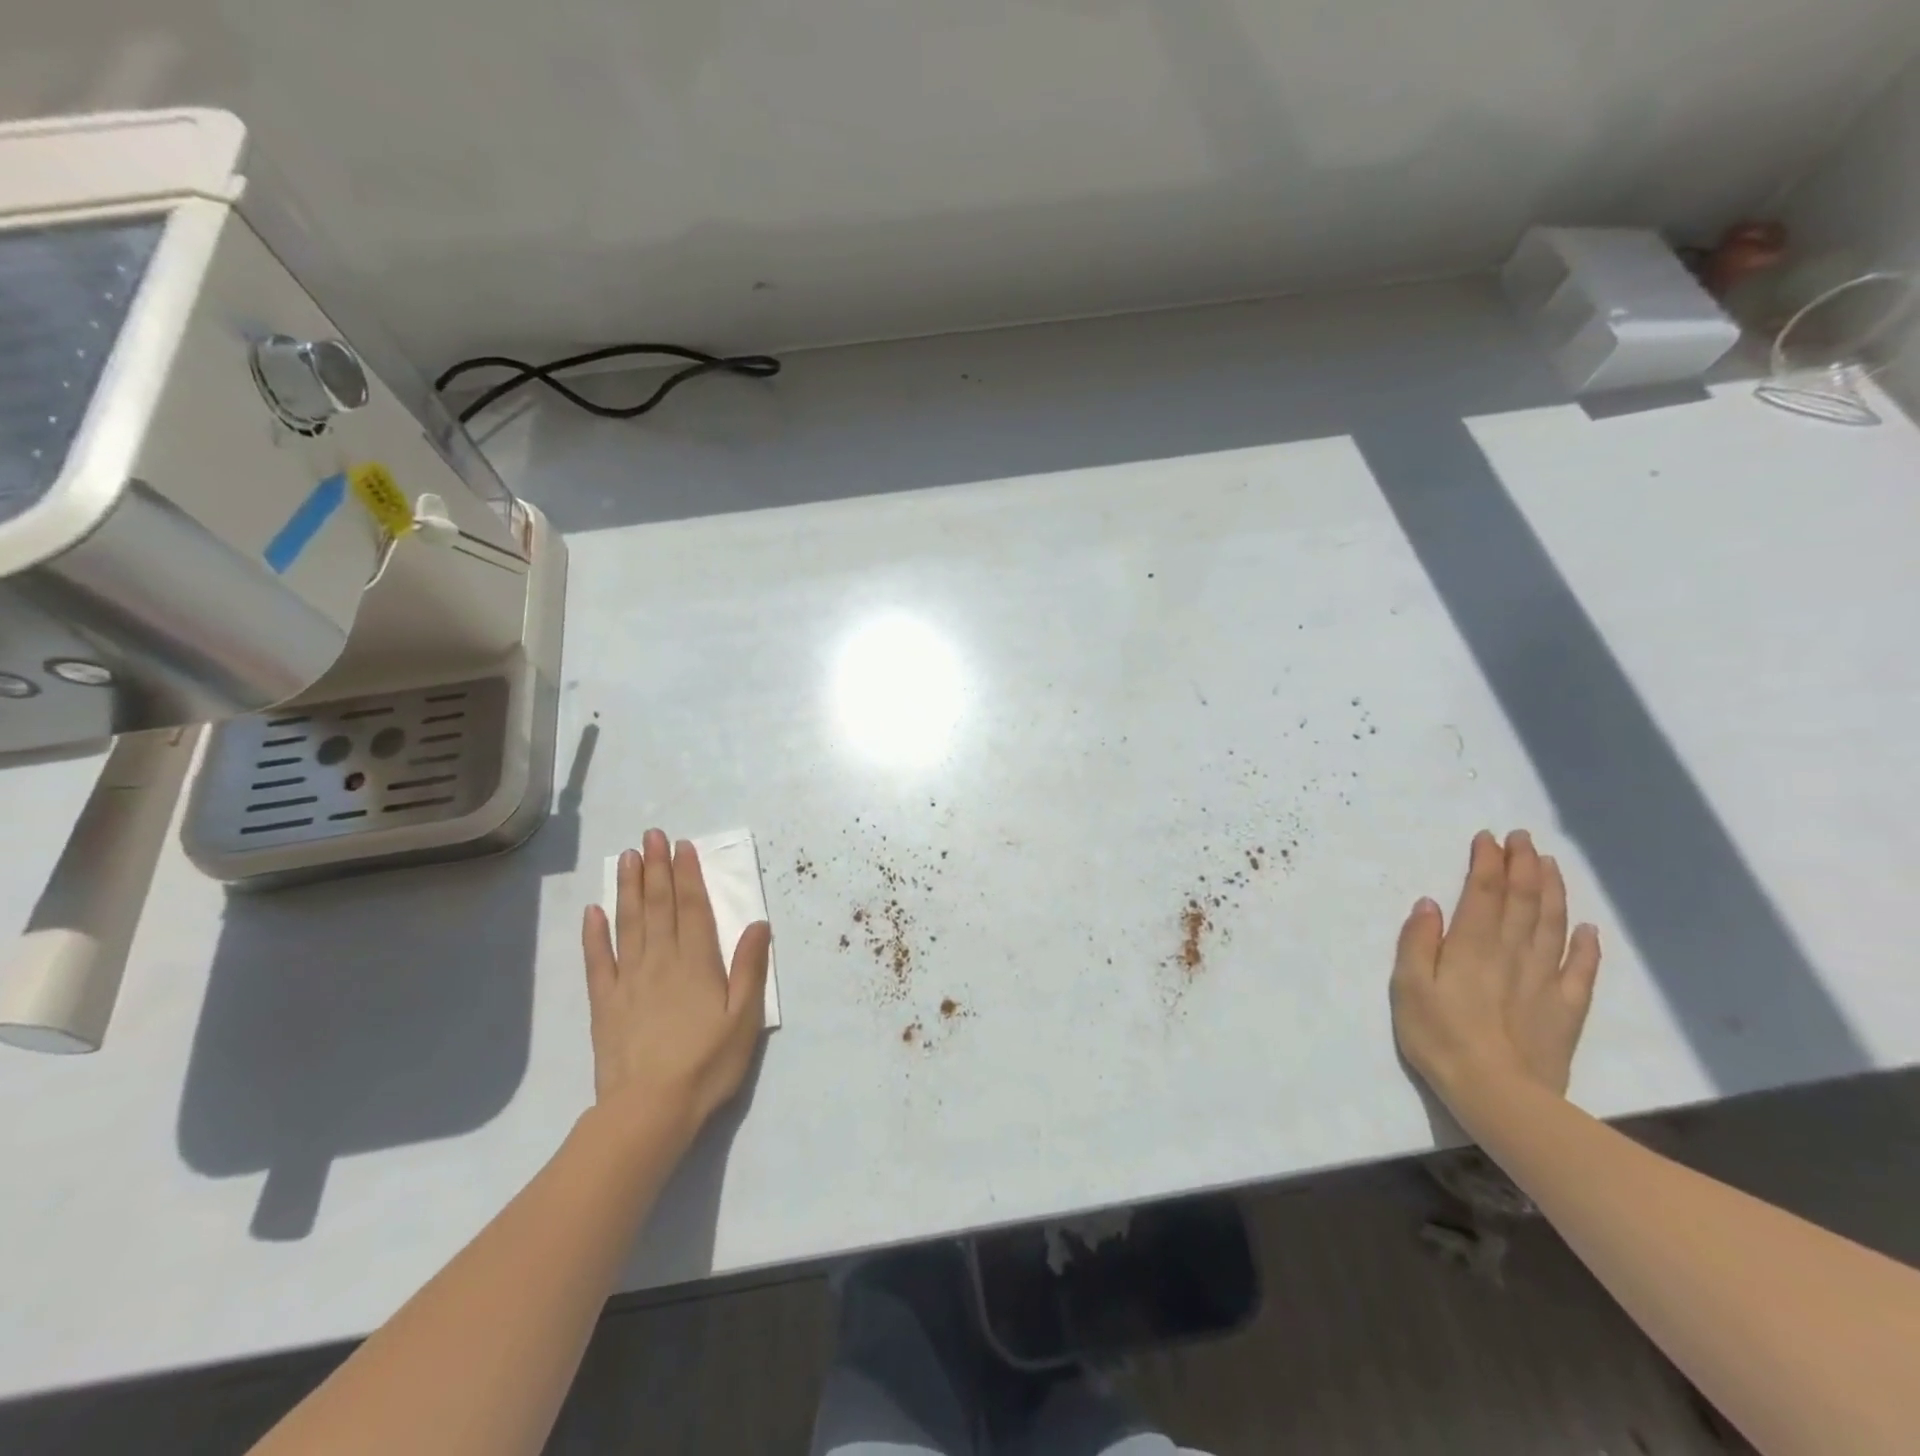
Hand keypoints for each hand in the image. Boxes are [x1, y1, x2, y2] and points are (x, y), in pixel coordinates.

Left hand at [581, 829, 772, 1139]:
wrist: (650, 1110)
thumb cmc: (706, 1064)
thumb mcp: (744, 1018)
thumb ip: (750, 968)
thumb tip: (757, 923)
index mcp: (697, 963)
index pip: (692, 908)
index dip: (688, 874)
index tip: (682, 846)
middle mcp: (661, 961)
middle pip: (659, 906)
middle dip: (657, 868)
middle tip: (652, 835)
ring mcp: (628, 980)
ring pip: (629, 923)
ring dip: (629, 888)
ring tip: (628, 858)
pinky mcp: (604, 1003)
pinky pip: (597, 961)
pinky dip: (594, 934)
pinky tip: (593, 911)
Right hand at [1390, 830, 1600, 1111]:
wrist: (1498, 1096)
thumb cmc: (1440, 1037)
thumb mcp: (1408, 987)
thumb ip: (1418, 942)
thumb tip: (1430, 904)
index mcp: (1472, 946)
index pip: (1484, 893)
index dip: (1488, 863)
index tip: (1490, 838)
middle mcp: (1513, 954)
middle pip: (1523, 901)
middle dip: (1523, 866)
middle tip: (1524, 838)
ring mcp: (1545, 981)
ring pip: (1553, 926)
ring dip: (1552, 892)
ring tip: (1551, 865)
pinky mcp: (1566, 1010)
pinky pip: (1581, 971)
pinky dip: (1586, 946)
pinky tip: (1587, 929)